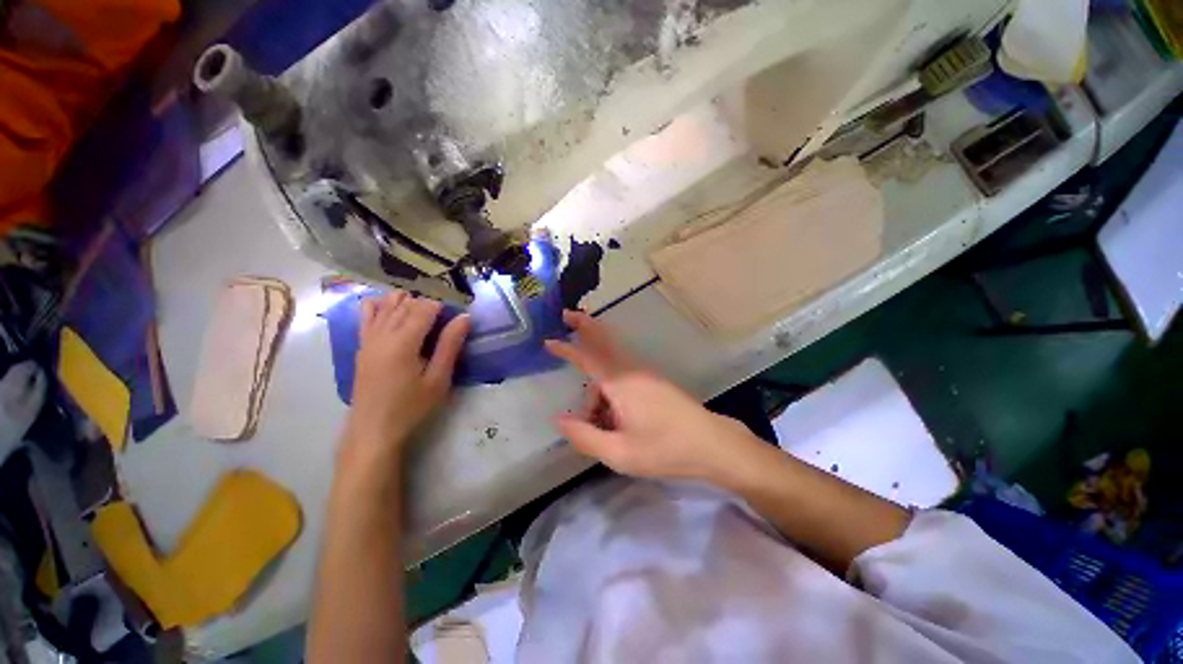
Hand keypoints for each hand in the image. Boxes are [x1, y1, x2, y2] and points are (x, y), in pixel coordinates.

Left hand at [343, 291, 468, 464]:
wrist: (373, 430)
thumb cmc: (411, 407)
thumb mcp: (438, 379)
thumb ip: (450, 345)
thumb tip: (464, 317)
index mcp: (403, 343)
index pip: (424, 309)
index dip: (442, 306)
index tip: (455, 315)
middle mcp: (382, 334)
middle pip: (405, 304)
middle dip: (427, 304)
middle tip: (444, 318)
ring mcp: (368, 339)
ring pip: (386, 305)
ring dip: (406, 301)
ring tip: (423, 313)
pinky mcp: (361, 345)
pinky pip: (367, 315)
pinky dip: (380, 305)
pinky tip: (391, 308)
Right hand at [544, 311, 760, 483]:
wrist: (713, 445)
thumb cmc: (665, 449)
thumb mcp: (620, 453)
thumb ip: (585, 437)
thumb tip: (559, 420)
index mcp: (621, 384)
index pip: (588, 358)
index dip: (567, 348)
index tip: (549, 340)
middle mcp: (632, 372)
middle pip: (602, 345)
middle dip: (584, 328)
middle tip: (567, 316)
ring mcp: (645, 376)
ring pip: (611, 372)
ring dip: (597, 389)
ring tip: (597, 426)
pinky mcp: (654, 384)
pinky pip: (623, 379)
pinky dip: (610, 392)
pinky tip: (613, 421)